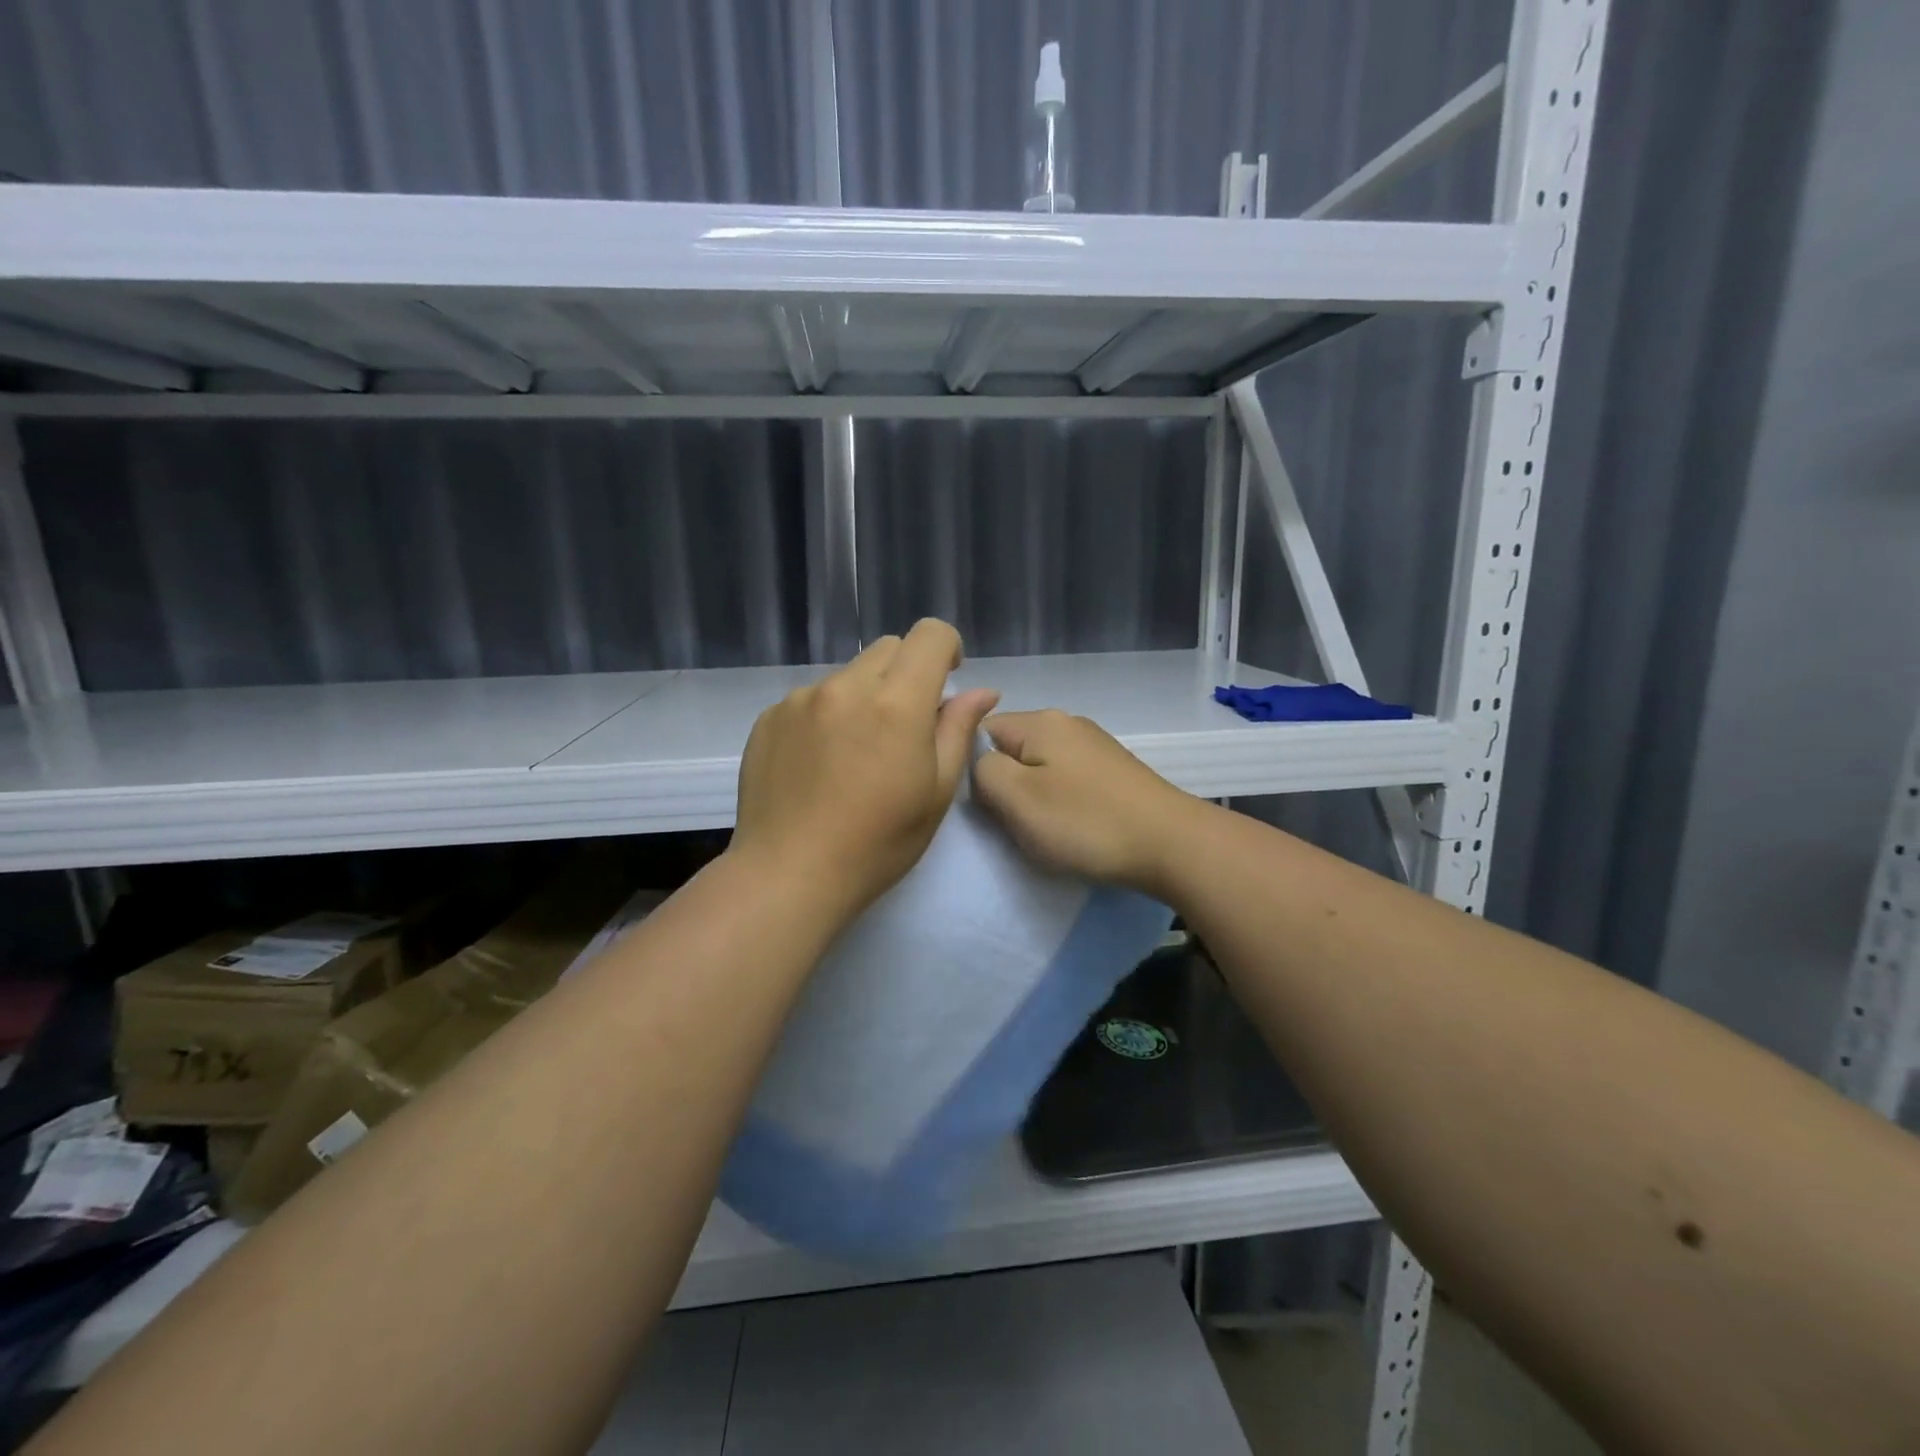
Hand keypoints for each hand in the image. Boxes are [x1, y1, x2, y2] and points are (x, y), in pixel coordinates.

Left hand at [732, 619, 998, 920]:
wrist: (789, 874)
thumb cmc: (877, 843)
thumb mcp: (935, 792)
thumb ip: (958, 730)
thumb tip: (981, 691)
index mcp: (896, 703)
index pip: (929, 635)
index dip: (947, 648)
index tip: (946, 680)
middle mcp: (846, 687)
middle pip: (888, 649)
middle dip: (906, 673)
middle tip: (904, 726)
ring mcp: (801, 699)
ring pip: (847, 675)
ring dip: (863, 696)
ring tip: (855, 754)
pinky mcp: (770, 717)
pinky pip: (810, 698)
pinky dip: (826, 716)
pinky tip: (819, 765)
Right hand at [972, 710, 1201, 896]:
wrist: (1171, 844)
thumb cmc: (1085, 821)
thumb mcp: (1016, 798)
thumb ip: (983, 771)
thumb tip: (981, 764)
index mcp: (1041, 721)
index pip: (981, 731)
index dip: (971, 768)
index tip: (983, 805)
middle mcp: (1068, 723)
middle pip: (1012, 749)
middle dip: (1004, 785)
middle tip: (1010, 823)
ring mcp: (1096, 746)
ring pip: (1040, 768)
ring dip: (1034, 798)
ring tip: (1043, 831)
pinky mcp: (1115, 772)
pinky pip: (1069, 782)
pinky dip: (1063, 804)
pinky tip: (1073, 828)